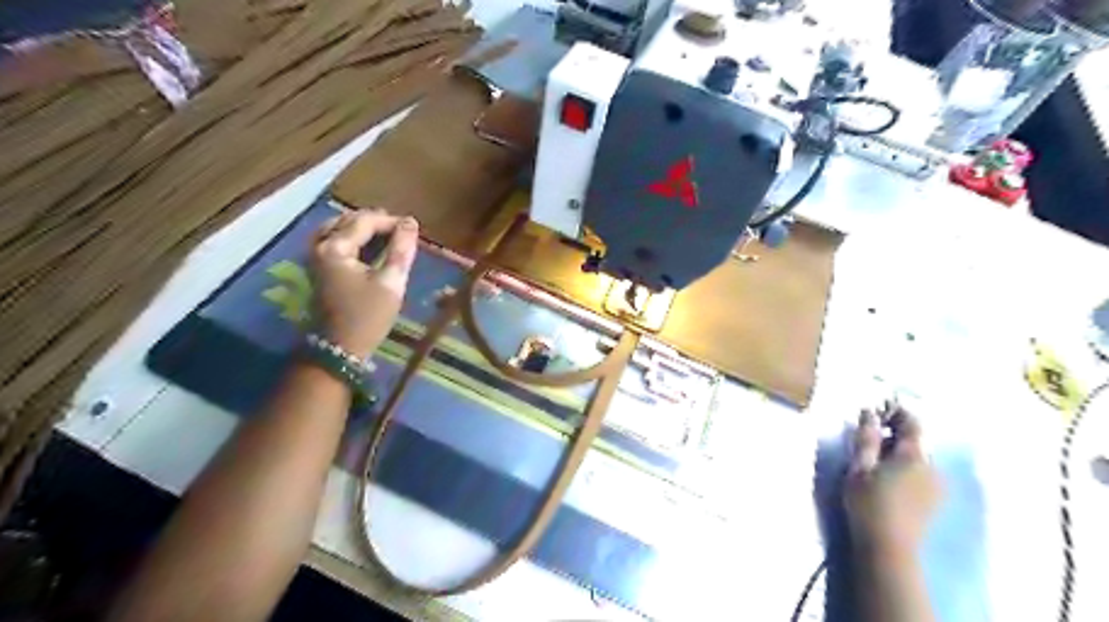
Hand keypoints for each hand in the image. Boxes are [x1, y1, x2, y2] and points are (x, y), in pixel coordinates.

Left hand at [308, 209, 417, 355]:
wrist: (340, 347)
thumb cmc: (368, 316)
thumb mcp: (391, 282)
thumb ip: (401, 249)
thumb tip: (410, 223)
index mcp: (335, 248)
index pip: (365, 221)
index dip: (391, 221)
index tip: (413, 228)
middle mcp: (319, 245)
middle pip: (349, 220)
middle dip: (377, 221)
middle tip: (403, 231)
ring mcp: (315, 256)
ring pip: (339, 228)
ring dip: (363, 228)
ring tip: (388, 235)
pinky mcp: (317, 267)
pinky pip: (334, 239)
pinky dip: (352, 237)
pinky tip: (369, 245)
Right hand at [848, 403, 939, 558]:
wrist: (889, 547)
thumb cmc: (869, 502)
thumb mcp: (859, 466)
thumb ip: (866, 437)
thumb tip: (869, 411)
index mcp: (914, 455)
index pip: (912, 422)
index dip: (896, 411)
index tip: (876, 408)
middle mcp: (932, 466)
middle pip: (916, 440)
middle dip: (894, 432)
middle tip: (868, 435)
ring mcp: (937, 485)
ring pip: (918, 457)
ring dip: (899, 451)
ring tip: (875, 458)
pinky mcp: (934, 500)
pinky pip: (921, 472)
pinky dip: (905, 466)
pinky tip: (888, 477)